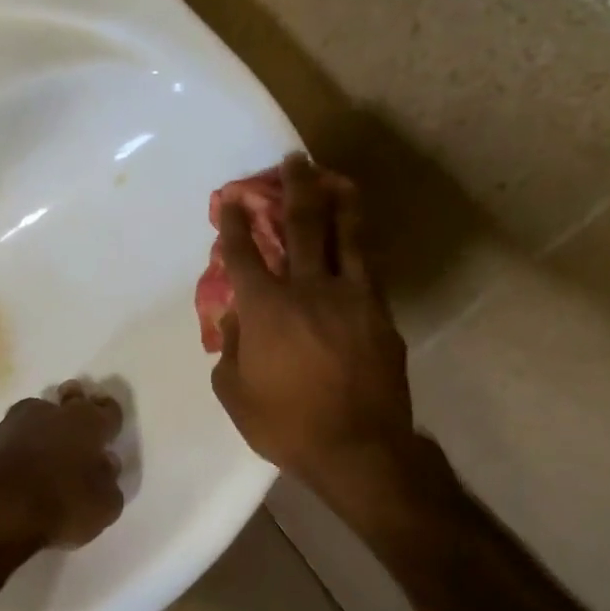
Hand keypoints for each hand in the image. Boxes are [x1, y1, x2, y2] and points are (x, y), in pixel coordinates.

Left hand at [0, 382, 125, 583]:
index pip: (108, 410)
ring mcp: (18, 421)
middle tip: (77, 412)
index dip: (110, 414)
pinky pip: (15, 432)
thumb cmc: (61, 505)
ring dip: (46, 421)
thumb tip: (105, 463)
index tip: (109, 420)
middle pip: (71, 398)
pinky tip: (22, 458)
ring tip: (48, 439)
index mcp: (88, 424)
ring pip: (39, 411)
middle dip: (76, 401)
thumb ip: (109, 480)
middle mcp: (54, 413)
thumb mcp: (104, 505)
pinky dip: (22, 440)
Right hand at [210, 155, 416, 487]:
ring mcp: (350, 298)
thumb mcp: (234, 392)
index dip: (235, 221)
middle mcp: (308, 290)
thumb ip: (230, 348)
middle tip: (295, 160)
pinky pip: (367, 268)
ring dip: (338, 202)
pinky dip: (359, 245)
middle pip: (301, 225)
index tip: (231, 196)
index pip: (244, 253)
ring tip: (336, 178)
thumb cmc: (286, 424)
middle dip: (294, 187)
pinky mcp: (379, 313)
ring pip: (346, 236)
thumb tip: (237, 318)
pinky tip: (357, 236)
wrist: (358, 450)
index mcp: (265, 309)